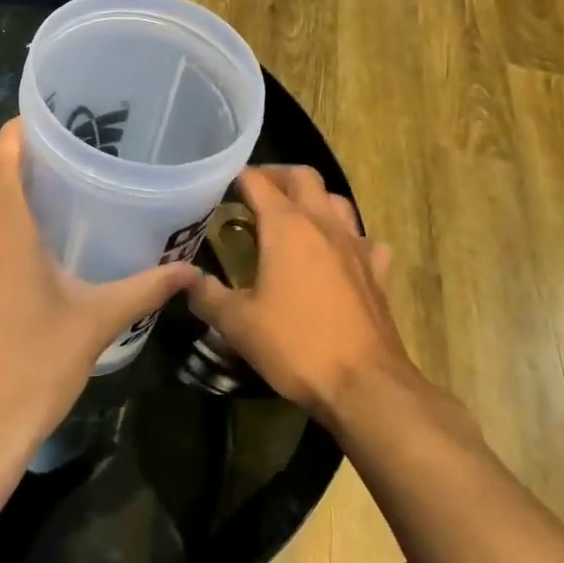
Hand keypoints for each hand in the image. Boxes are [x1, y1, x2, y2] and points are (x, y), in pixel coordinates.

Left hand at [0, 119, 199, 465]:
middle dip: (13, 155)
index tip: (47, 120)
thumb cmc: (36, 368)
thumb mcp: (96, 323)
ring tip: (42, 191)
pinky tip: (18, 249)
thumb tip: (189, 272)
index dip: (17, 130)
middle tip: (57, 151)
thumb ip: (144, 290)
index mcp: (5, 233)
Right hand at [189, 167, 421, 425]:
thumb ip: (207, 295)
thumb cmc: (296, 345)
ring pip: (337, 202)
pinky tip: (338, 256)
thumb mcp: (237, 323)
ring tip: (293, 219)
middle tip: (254, 193)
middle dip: (276, 176)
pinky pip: (365, 241)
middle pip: (303, 177)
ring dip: (313, 201)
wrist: (366, 386)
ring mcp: (356, 247)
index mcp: (286, 226)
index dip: (235, 178)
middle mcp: (323, 224)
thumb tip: (186, 279)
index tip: (218, 187)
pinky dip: (348, 239)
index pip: (257, 181)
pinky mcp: (377, 274)